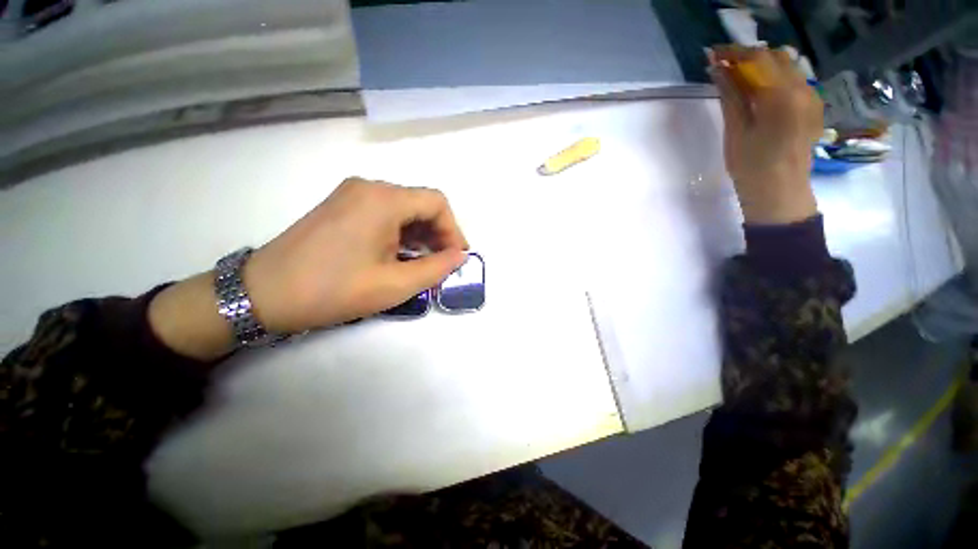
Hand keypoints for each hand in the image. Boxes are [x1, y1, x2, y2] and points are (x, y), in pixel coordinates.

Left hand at [245, 178, 468, 332]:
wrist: (263, 294)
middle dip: (438, 233)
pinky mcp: (341, 206)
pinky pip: (384, 213)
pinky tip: (400, 255)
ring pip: (403, 209)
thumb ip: (436, 268)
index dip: (453, 230)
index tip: (456, 257)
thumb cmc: (333, 290)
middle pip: (420, 203)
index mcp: (383, 199)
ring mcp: (351, 194)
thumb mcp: (395, 285)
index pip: (437, 203)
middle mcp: (369, 187)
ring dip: (420, 234)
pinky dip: (401, 232)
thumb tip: (459, 256)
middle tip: (442, 263)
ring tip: (423, 262)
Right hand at [708, 46, 822, 224]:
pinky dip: (774, 78)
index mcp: (783, 96)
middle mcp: (804, 89)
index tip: (713, 55)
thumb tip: (717, 68)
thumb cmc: (751, 166)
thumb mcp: (736, 130)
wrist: (780, 192)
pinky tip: (759, 90)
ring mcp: (812, 97)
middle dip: (749, 57)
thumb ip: (731, 95)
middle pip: (776, 57)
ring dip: (762, 66)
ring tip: (738, 78)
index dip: (734, 53)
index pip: (758, 58)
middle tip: (724, 67)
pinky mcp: (813, 106)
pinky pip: (794, 80)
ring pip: (787, 66)